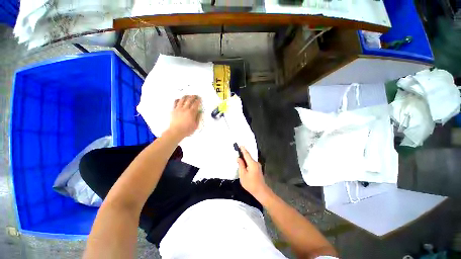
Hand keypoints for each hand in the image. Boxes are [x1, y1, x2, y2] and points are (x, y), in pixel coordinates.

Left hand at [168, 95, 201, 137]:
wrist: (176, 132)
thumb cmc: (186, 130)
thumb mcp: (195, 125)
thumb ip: (198, 118)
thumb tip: (199, 112)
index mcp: (191, 112)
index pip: (195, 104)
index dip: (198, 100)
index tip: (199, 98)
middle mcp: (185, 109)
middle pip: (189, 100)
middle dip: (192, 97)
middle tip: (194, 95)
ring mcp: (178, 109)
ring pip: (182, 100)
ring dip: (185, 97)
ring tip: (187, 95)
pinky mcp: (173, 110)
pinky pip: (175, 103)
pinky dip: (177, 100)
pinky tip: (179, 99)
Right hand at [237, 146, 268, 199]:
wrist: (261, 191)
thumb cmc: (250, 184)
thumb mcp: (243, 175)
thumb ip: (241, 165)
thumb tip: (239, 158)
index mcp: (252, 163)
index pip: (246, 154)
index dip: (243, 149)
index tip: (240, 145)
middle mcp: (256, 163)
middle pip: (248, 156)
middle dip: (243, 153)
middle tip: (238, 150)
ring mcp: (258, 166)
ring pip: (250, 160)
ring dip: (245, 158)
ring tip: (239, 157)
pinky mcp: (258, 168)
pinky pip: (251, 163)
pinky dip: (247, 162)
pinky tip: (244, 163)